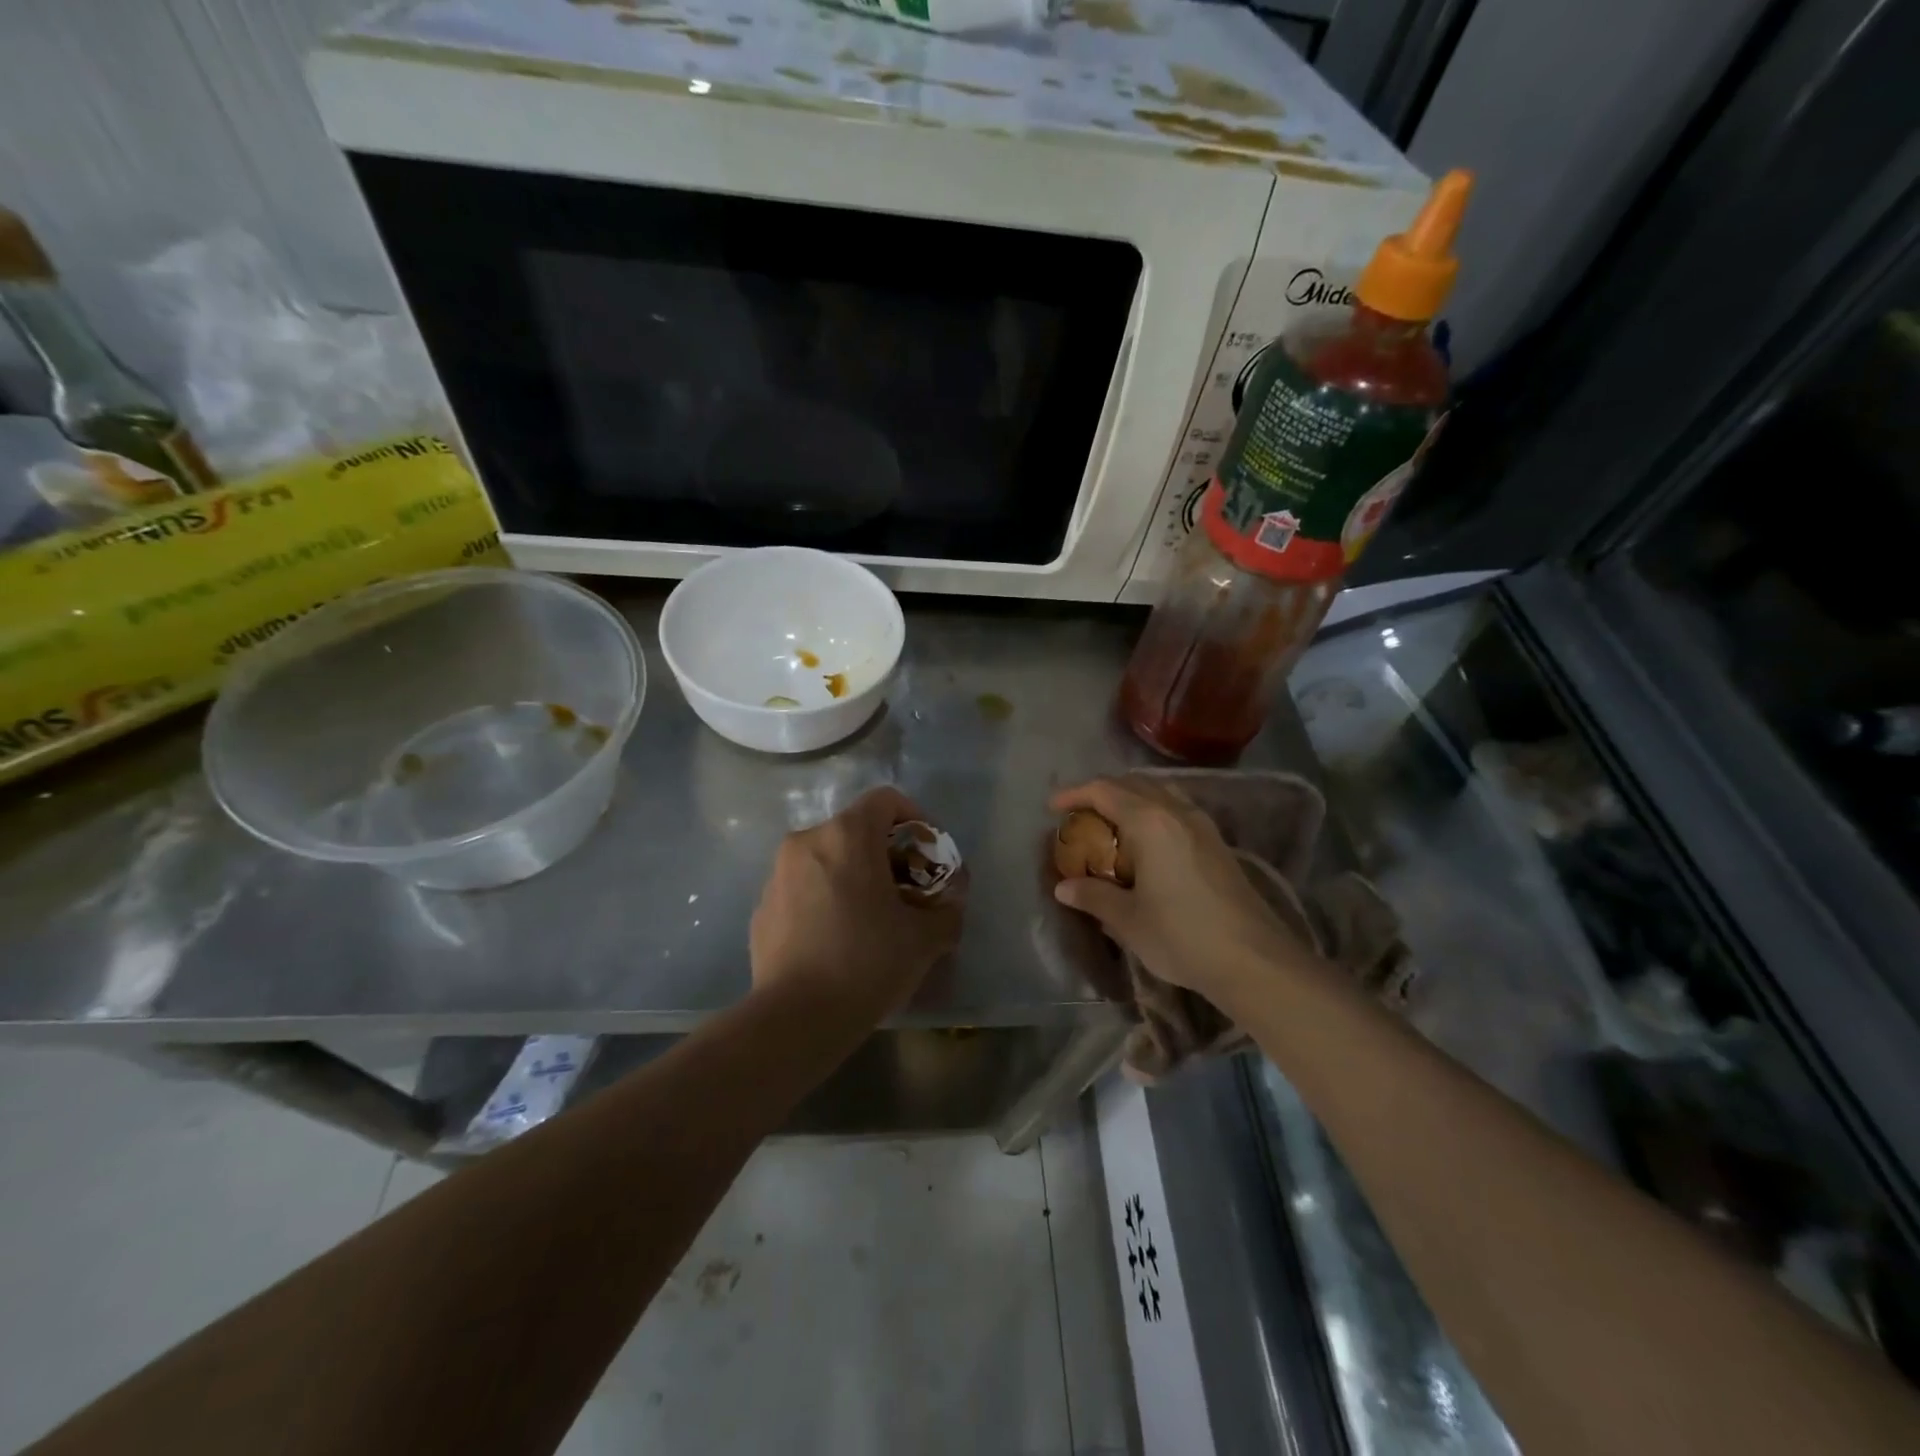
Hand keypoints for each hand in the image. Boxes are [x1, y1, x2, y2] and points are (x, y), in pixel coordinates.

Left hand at [750, 786, 964, 1020]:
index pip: (886, 800)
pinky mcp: (762, 906)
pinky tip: (839, 938)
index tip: (929, 855)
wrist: (796, 1018)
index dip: (917, 819)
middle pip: (856, 829)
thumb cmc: (867, 963)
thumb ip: (948, 909)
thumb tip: (951, 902)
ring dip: (855, 875)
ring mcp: (777, 874)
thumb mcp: (925, 938)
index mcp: (846, 835)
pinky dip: (826, 897)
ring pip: (828, 858)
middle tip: (908, 890)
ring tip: (874, 917)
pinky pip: (804, 887)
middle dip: (888, 854)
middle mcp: (807, 841)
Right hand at [1049, 777, 1315, 1008]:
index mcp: (1149, 821)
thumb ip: (1093, 896)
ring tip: (1110, 824)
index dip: (1074, 793)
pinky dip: (1152, 812)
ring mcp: (1202, 825)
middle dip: (1101, 792)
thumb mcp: (1128, 919)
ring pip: (1159, 792)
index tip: (1052, 807)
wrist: (1254, 959)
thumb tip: (1064, 887)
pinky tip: (1146, 843)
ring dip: (1130, 798)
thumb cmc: (1182, 935)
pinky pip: (1176, 809)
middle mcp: (1176, 812)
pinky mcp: (1217, 843)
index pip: (1104, 790)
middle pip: (1132, 783)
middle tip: (1079, 815)